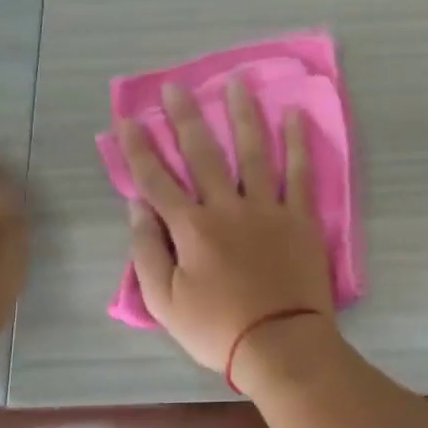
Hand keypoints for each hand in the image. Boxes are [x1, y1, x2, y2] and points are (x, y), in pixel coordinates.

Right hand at [120, 78, 333, 379]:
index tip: (128, 119)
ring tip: (237, 82)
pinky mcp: (300, 218)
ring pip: (253, 152)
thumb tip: (136, 206)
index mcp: (190, 228)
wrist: (280, 345)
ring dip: (243, 115)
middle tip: (176, 86)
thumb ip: (147, 251)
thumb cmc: (217, 329)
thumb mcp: (164, 301)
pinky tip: (294, 115)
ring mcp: (267, 209)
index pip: (156, 179)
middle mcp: (227, 207)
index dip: (139, 148)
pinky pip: (299, 173)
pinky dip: (297, 143)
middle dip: (185, 117)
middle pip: (203, 154)